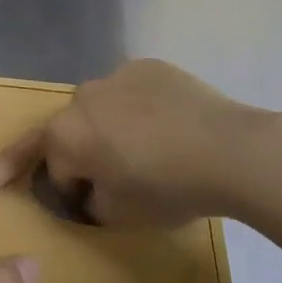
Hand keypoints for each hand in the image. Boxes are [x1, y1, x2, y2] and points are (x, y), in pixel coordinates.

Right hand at [42, 59, 281, 227]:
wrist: (226, 149)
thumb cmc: (166, 188)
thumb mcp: (120, 215)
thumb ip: (92, 203)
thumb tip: (93, 190)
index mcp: (65, 134)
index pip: (55, 168)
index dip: (72, 191)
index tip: (95, 204)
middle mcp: (81, 97)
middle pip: (75, 129)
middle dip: (88, 150)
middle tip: (120, 173)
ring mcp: (115, 75)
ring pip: (104, 105)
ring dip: (113, 124)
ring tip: (150, 147)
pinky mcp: (148, 66)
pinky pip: (134, 89)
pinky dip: (142, 106)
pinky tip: (170, 124)